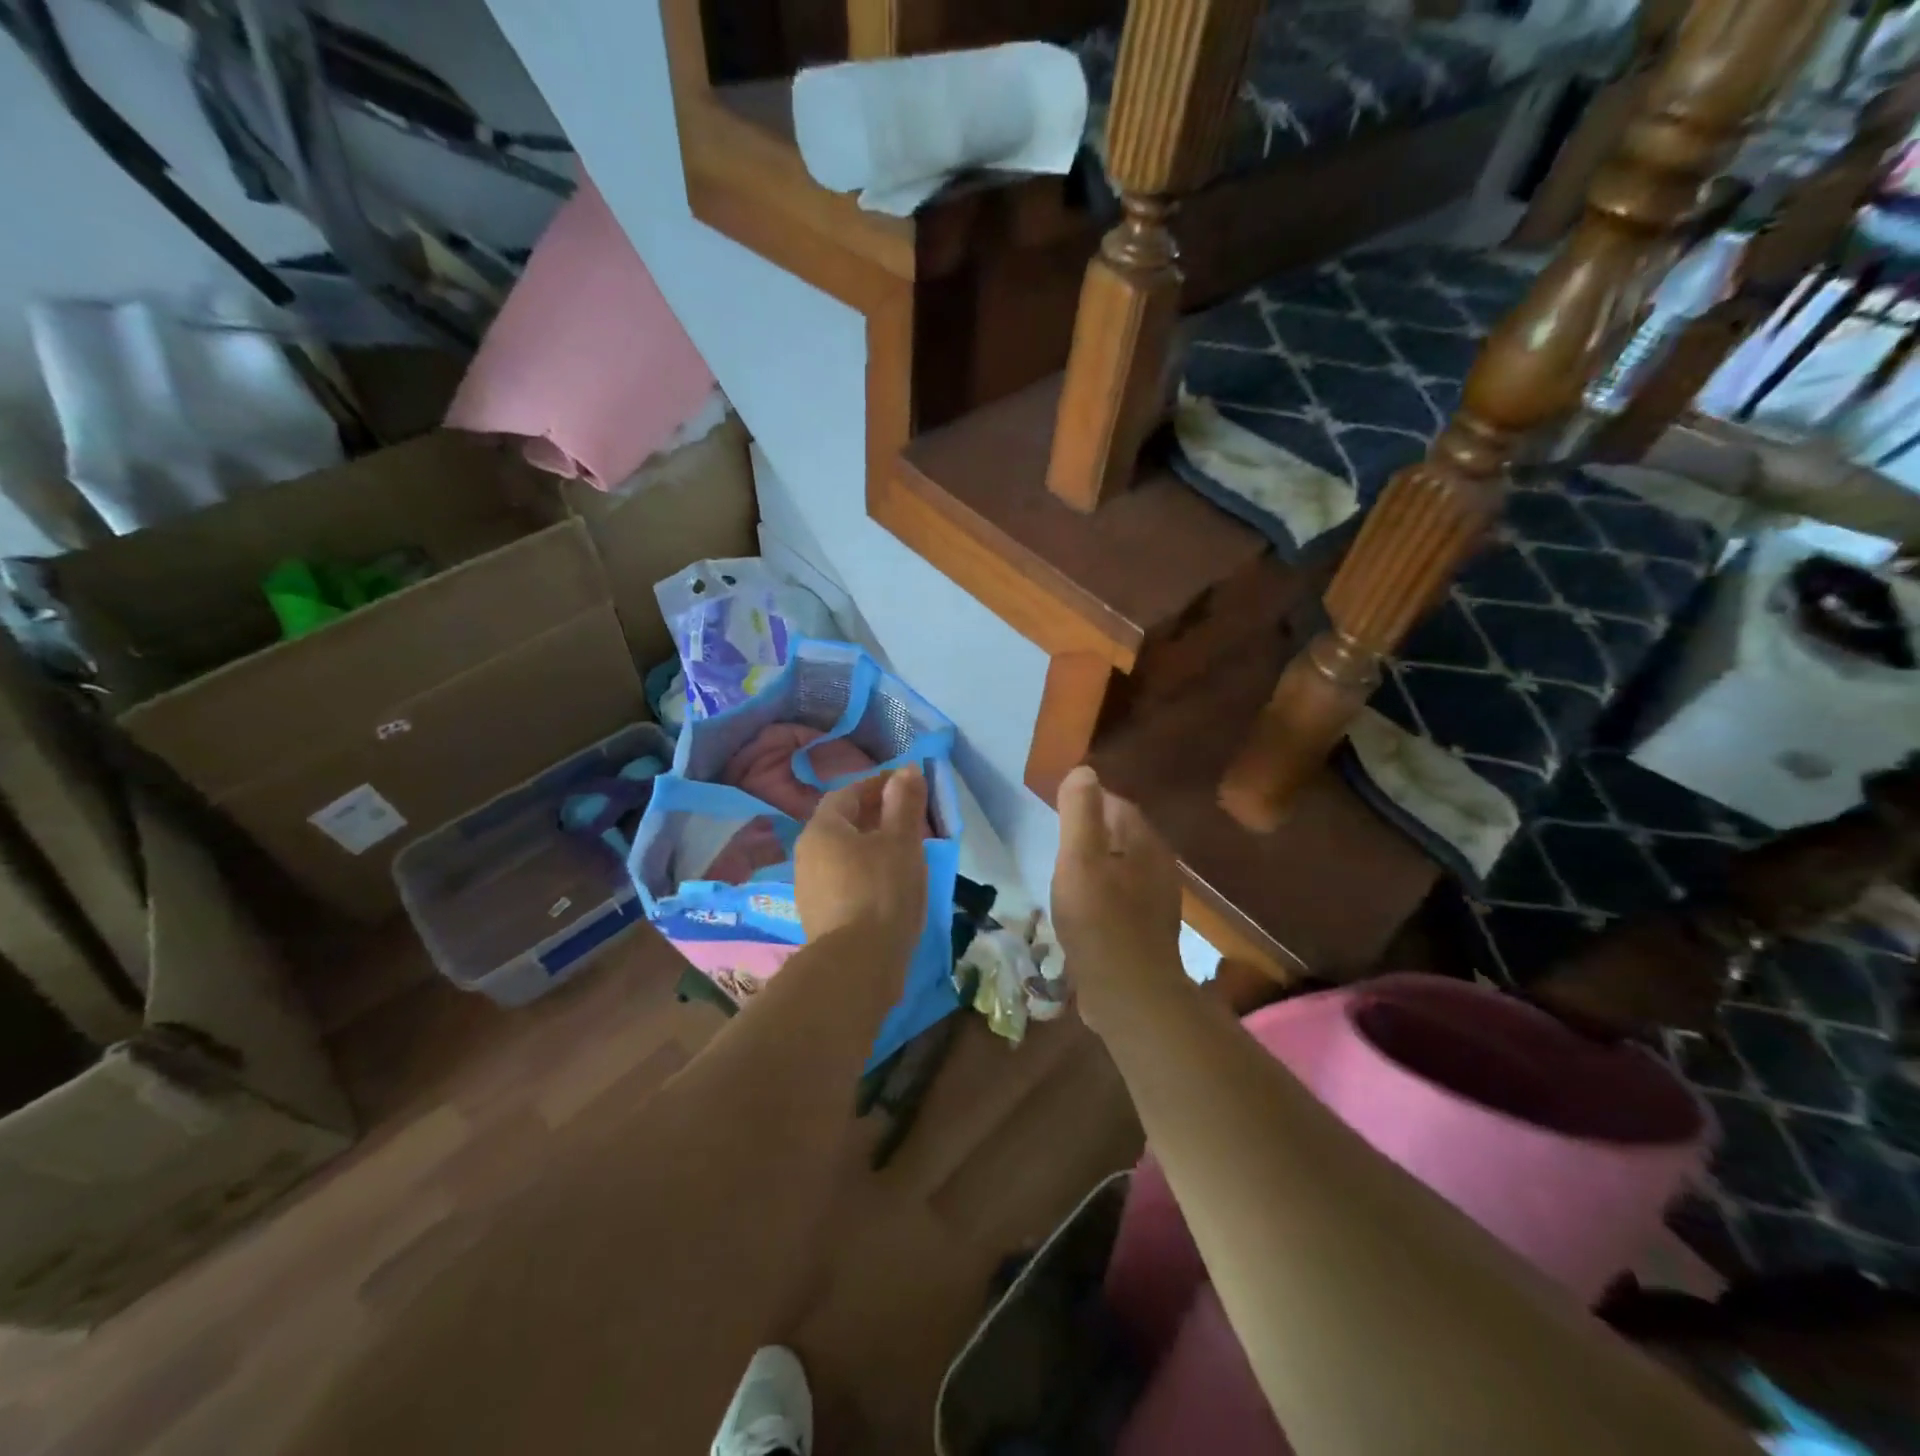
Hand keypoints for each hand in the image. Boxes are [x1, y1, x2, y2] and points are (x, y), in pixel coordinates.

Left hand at [794, 764, 928, 961]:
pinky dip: (866, 872)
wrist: (857, 965)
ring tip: (905, 851)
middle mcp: (806, 854)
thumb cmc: (882, 890)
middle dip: (877, 815)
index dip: (879, 785)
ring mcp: (809, 888)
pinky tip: (890, 885)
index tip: (908, 785)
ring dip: (872, 845)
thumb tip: (906, 771)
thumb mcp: (902, 840)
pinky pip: (844, 880)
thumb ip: (904, 802)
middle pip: (843, 823)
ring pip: (844, 853)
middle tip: (911, 818)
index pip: (849, 793)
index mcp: (822, 829)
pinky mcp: (819, 916)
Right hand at [1051, 765, 1186, 1037]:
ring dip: (1098, 865)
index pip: (1117, 805)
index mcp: (1145, 844)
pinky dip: (1103, 894)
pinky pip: (1122, 897)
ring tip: (1067, 875)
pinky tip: (1084, 910)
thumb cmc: (1099, 921)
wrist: (1130, 994)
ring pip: (1123, 867)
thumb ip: (1080, 813)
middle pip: (1122, 835)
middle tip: (1059, 843)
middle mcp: (1159, 866)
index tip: (1059, 811)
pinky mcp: (1148, 930)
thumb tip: (1083, 771)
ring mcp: (1157, 901)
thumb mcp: (1080, 860)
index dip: (1088, 802)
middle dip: (1092, 833)